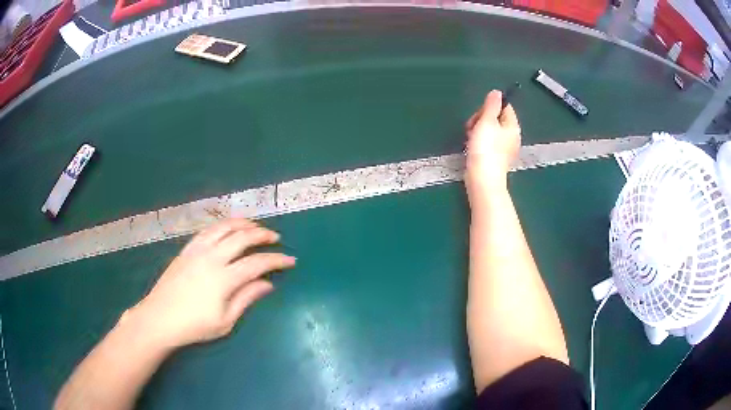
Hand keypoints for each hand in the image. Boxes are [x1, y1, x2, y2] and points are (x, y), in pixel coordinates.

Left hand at [127, 219, 295, 348]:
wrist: (159, 318)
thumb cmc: (194, 325)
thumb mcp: (225, 321)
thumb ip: (247, 299)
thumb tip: (267, 284)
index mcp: (224, 278)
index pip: (257, 263)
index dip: (276, 260)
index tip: (291, 260)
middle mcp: (212, 257)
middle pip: (242, 237)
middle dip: (262, 235)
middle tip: (275, 238)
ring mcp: (197, 250)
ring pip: (224, 228)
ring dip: (242, 223)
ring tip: (255, 225)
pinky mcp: (186, 250)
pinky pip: (207, 230)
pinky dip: (222, 226)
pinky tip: (228, 228)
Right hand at [465, 90, 520, 202]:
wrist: (483, 178)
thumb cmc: (485, 148)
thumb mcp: (487, 121)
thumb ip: (492, 105)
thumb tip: (497, 93)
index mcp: (512, 127)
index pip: (505, 107)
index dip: (490, 106)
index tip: (480, 113)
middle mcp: (511, 137)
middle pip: (496, 118)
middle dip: (481, 119)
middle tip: (472, 126)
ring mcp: (504, 148)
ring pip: (490, 130)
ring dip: (477, 130)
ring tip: (470, 138)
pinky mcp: (495, 158)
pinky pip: (488, 142)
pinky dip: (479, 142)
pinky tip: (471, 147)